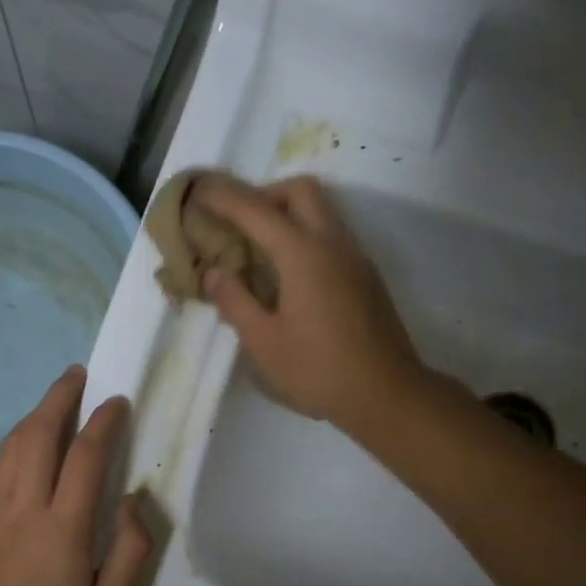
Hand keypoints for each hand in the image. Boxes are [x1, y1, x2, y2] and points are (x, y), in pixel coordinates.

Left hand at [0, 367, 154, 585]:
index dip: (104, 421)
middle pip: (40, 433)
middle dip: (61, 396)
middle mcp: (24, 507)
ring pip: (12, 444)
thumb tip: (132, 500)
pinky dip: (13, 444)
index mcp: (62, 527)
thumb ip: (132, 549)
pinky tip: (25, 443)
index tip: (118, 401)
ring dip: (36, 415)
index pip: (86, 456)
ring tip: (56, 400)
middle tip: (79, 374)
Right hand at [194, 176, 425, 429]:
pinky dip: (305, 235)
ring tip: (258, 249)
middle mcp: (332, 243)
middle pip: (299, 191)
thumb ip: (235, 300)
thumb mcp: (263, 342)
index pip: (255, 210)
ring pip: (321, 210)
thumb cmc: (318, 370)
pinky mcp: (366, 275)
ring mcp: (355, 257)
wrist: (387, 394)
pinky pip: (332, 235)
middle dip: (264, 194)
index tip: (198, 194)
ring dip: (287, 213)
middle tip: (237, 224)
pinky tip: (288, 274)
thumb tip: (213, 272)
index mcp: (303, 254)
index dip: (223, 198)